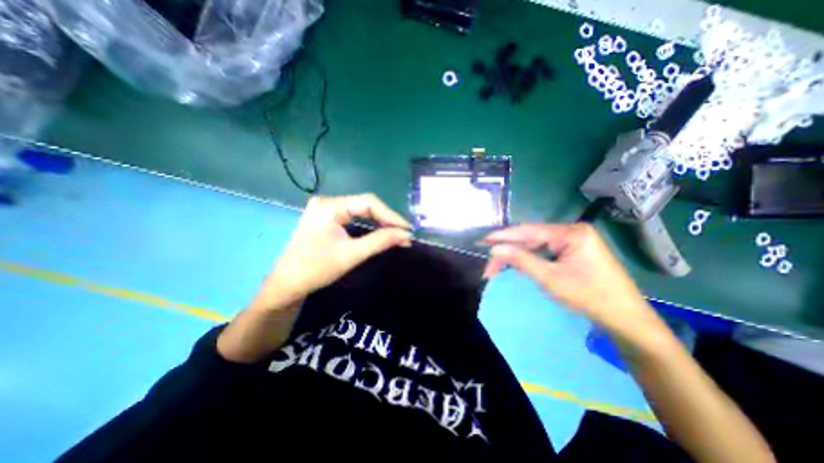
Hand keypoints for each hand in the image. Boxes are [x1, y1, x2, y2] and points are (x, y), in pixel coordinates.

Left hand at [257, 194, 410, 309]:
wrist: (287, 284)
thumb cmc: (317, 269)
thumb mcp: (352, 254)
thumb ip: (381, 241)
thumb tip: (406, 235)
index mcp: (329, 206)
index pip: (368, 202)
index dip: (391, 215)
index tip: (407, 230)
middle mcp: (327, 201)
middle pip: (365, 204)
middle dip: (386, 219)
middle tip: (404, 233)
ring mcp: (325, 208)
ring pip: (361, 210)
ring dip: (379, 221)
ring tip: (396, 233)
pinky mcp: (326, 217)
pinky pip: (353, 216)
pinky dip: (369, 224)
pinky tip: (380, 231)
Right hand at [484, 222, 660, 337]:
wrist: (625, 318)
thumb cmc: (589, 297)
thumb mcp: (550, 278)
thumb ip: (521, 260)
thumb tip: (495, 249)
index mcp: (570, 232)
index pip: (529, 231)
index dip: (504, 236)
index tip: (483, 241)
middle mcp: (571, 231)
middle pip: (531, 237)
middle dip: (509, 248)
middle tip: (489, 260)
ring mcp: (573, 240)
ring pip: (536, 244)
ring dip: (517, 254)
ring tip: (498, 263)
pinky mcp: (573, 250)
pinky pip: (545, 250)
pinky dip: (529, 257)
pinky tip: (517, 262)